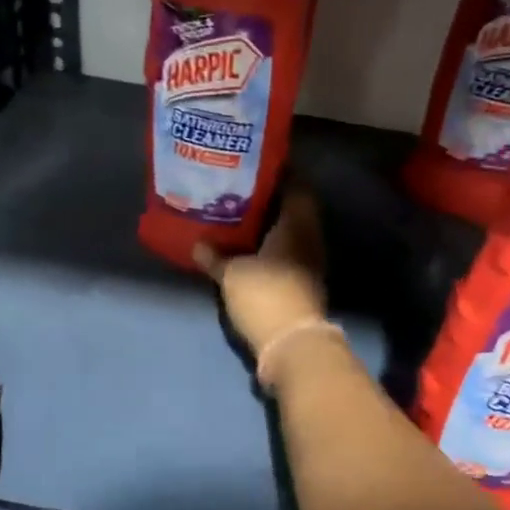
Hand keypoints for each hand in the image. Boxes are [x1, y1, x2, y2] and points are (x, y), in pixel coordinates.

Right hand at [195, 190, 328, 361]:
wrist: (293, 343)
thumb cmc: (265, 295)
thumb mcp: (231, 274)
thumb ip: (214, 256)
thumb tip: (197, 244)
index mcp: (297, 224)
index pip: (296, 186)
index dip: (279, 174)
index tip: (255, 167)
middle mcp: (310, 237)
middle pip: (294, 209)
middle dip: (270, 201)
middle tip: (240, 191)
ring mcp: (311, 262)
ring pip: (292, 233)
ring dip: (271, 226)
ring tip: (240, 219)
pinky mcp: (305, 283)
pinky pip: (289, 254)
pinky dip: (272, 248)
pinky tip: (250, 249)